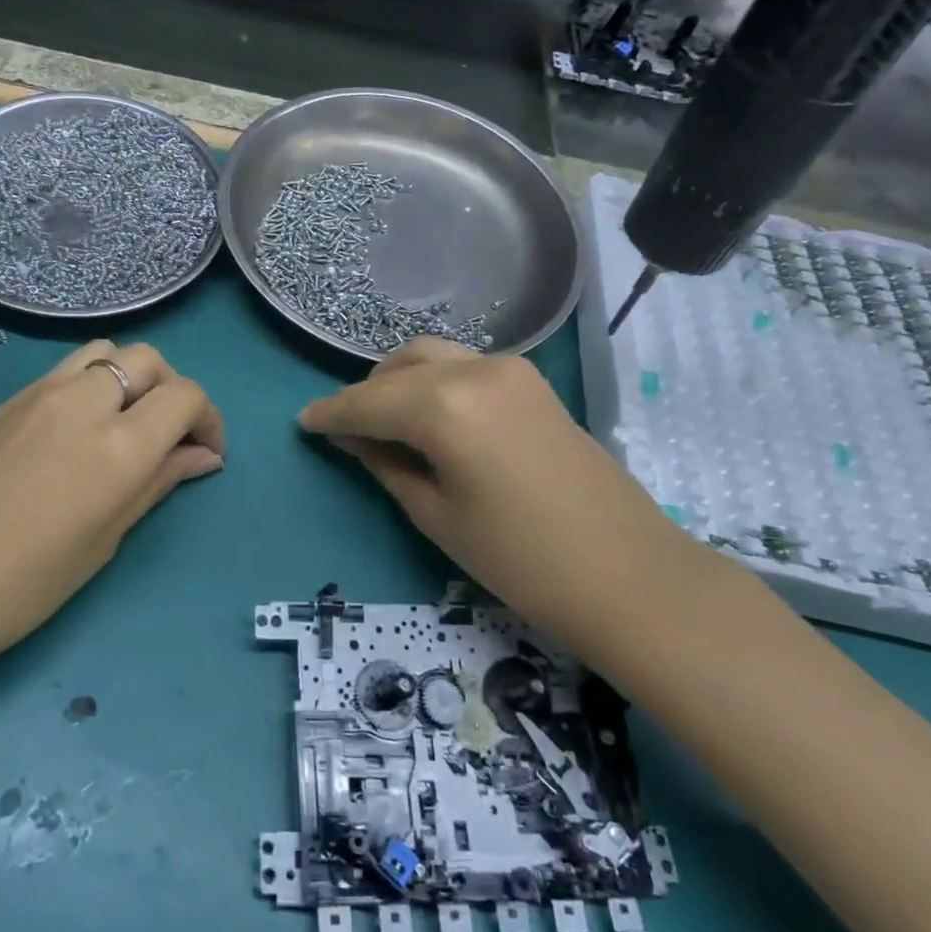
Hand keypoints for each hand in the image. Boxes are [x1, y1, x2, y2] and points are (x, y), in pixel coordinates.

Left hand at [0, 339, 223, 668]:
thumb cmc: (18, 585)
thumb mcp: (102, 542)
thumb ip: (156, 486)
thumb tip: (202, 458)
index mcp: (118, 445)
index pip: (185, 396)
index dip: (208, 420)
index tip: (205, 454)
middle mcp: (84, 401)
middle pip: (149, 360)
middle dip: (173, 390)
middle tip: (169, 437)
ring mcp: (39, 393)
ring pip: (106, 352)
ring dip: (130, 377)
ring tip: (124, 423)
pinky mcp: (6, 400)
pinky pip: (66, 369)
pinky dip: (91, 383)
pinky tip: (77, 429)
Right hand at [298, 339, 699, 629]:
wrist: (627, 573)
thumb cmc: (520, 560)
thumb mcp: (436, 515)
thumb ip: (387, 464)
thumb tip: (353, 438)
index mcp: (444, 407)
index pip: (368, 402)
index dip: (331, 414)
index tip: (303, 422)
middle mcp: (474, 371)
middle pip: (398, 370)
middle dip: (364, 396)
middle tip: (344, 430)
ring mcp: (509, 370)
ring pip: (431, 357)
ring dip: (398, 381)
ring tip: (383, 420)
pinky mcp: (531, 381)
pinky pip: (464, 366)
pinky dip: (434, 381)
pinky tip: (428, 414)